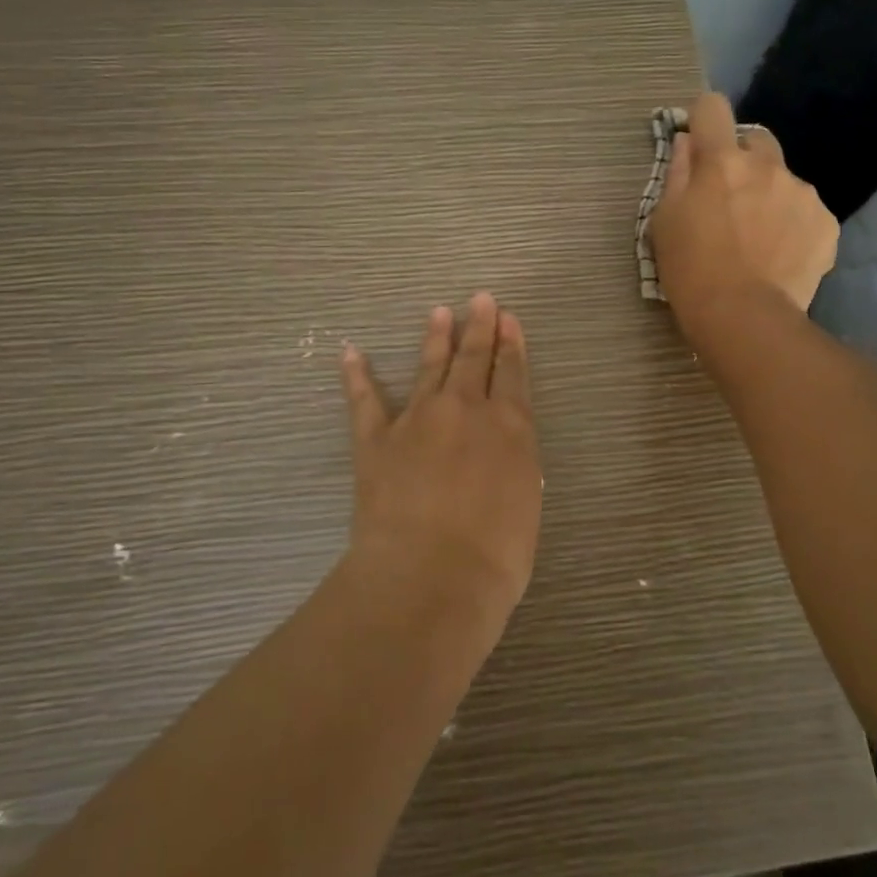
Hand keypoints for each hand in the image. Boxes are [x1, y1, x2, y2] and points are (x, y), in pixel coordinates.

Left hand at [339, 293, 542, 616]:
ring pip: (429, 367)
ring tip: (438, 312)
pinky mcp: (376, 440)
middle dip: (479, 327)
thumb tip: (504, 447)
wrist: (429, 578)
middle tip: (480, 299)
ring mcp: (417, 420)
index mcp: (509, 426)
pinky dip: (356, 375)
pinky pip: (364, 400)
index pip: (513, 374)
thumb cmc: (495, 556)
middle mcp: (465, 410)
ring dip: (435, 338)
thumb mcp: (526, 505)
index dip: (512, 344)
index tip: (509, 319)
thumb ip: (515, 465)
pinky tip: (351, 352)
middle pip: (474, 358)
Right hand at [647, 93, 836, 329]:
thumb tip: (688, 142)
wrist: (744, 317)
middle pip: (756, 139)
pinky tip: (781, 254)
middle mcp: (767, 165)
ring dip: (769, 195)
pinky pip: (805, 210)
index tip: (699, 141)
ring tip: (759, 238)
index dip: (704, 118)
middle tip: (730, 198)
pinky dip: (793, 224)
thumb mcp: (665, 221)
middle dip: (742, 159)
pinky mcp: (826, 222)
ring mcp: (801, 193)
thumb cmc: (690, 269)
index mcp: (721, 161)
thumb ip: (678, 173)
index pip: (713, 107)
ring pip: (783, 179)